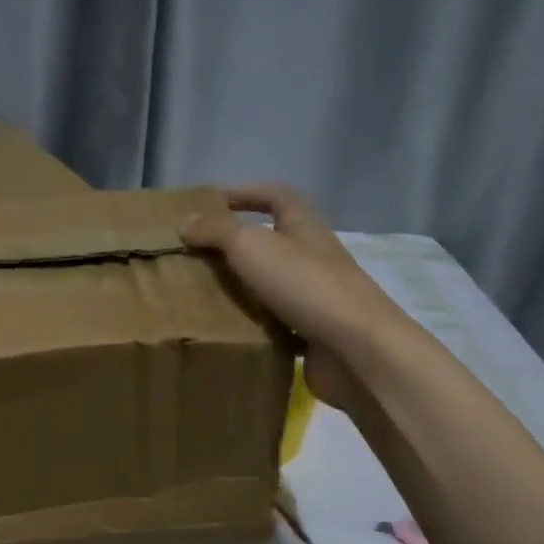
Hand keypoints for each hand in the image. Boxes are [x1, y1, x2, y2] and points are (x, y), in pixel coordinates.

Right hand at [181, 183, 398, 411]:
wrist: (357, 350)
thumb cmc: (306, 285)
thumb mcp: (253, 247)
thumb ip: (218, 231)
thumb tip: (186, 221)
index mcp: (305, 227)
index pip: (276, 196)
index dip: (245, 193)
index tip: (210, 202)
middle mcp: (313, 256)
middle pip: (273, 240)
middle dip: (236, 244)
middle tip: (196, 254)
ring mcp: (316, 296)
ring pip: (273, 283)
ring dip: (242, 286)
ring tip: (203, 293)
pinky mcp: (314, 333)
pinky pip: (277, 322)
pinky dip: (254, 324)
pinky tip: (228, 331)